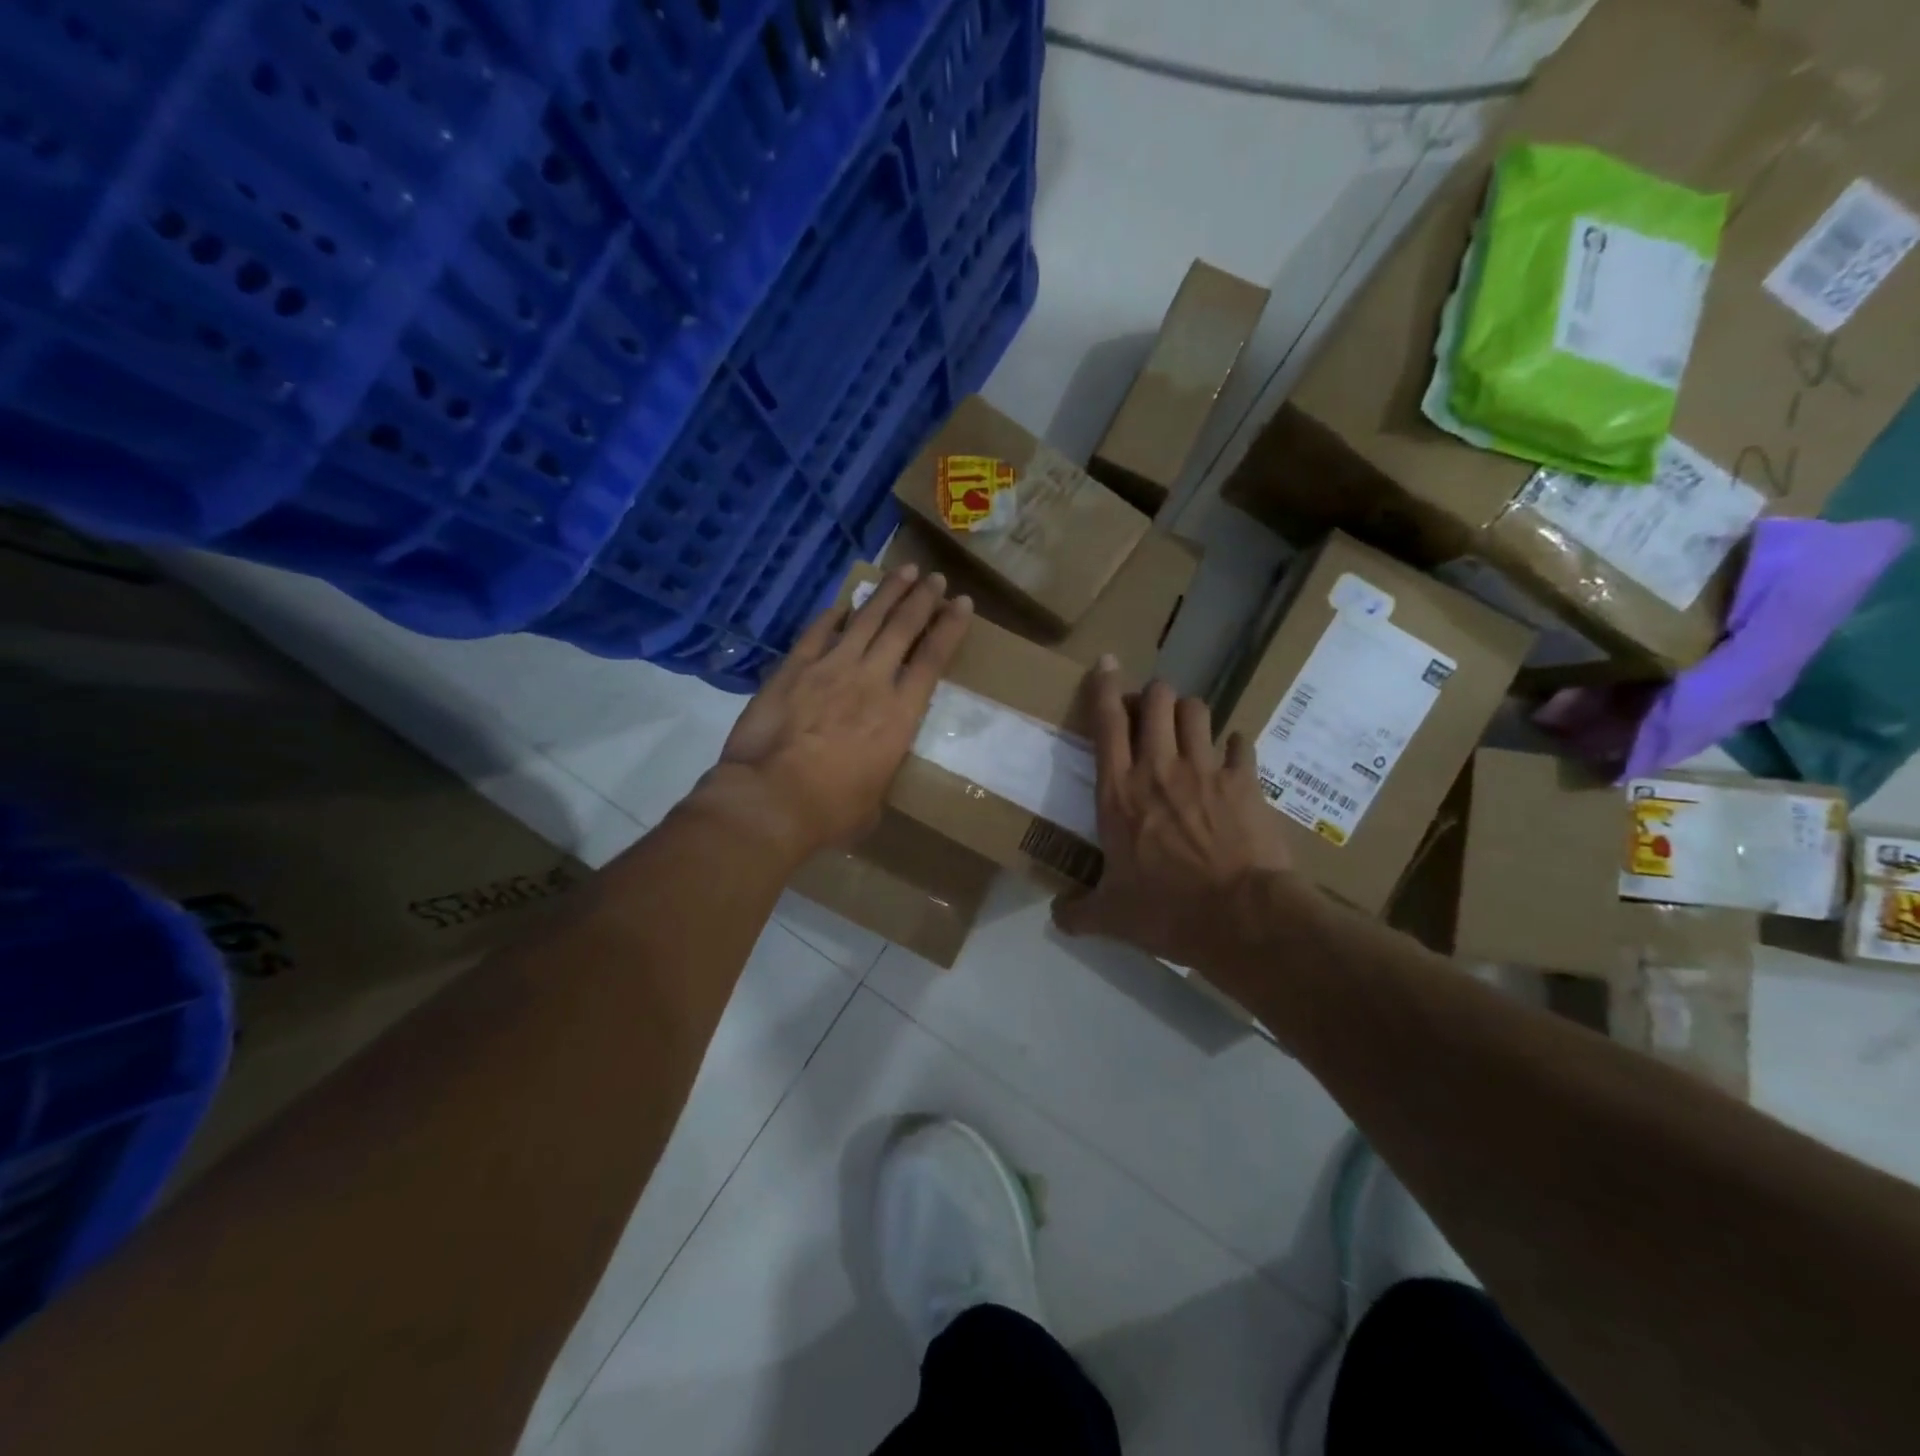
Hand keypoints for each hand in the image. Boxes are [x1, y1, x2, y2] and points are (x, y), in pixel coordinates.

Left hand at [692, 565, 971, 862]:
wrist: (771, 800)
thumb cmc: (831, 811)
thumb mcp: (874, 798)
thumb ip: (879, 771)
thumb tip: (870, 771)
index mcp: (900, 715)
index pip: (932, 659)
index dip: (950, 627)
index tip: (961, 603)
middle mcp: (871, 680)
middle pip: (902, 628)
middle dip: (922, 599)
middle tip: (935, 578)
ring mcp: (830, 669)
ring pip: (865, 620)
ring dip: (887, 593)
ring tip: (903, 571)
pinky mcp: (793, 669)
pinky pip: (817, 632)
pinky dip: (833, 614)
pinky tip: (844, 602)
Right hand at [1053, 662, 1294, 966]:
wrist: (1241, 916)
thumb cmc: (1167, 910)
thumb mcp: (1111, 917)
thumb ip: (1078, 912)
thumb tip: (1057, 916)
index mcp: (1119, 792)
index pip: (1107, 723)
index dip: (1104, 686)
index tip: (1105, 663)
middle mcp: (1160, 768)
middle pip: (1157, 701)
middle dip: (1152, 695)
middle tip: (1149, 711)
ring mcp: (1206, 770)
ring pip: (1197, 710)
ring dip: (1188, 711)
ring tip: (1186, 726)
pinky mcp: (1245, 781)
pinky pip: (1241, 743)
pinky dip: (1234, 744)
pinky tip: (1232, 753)